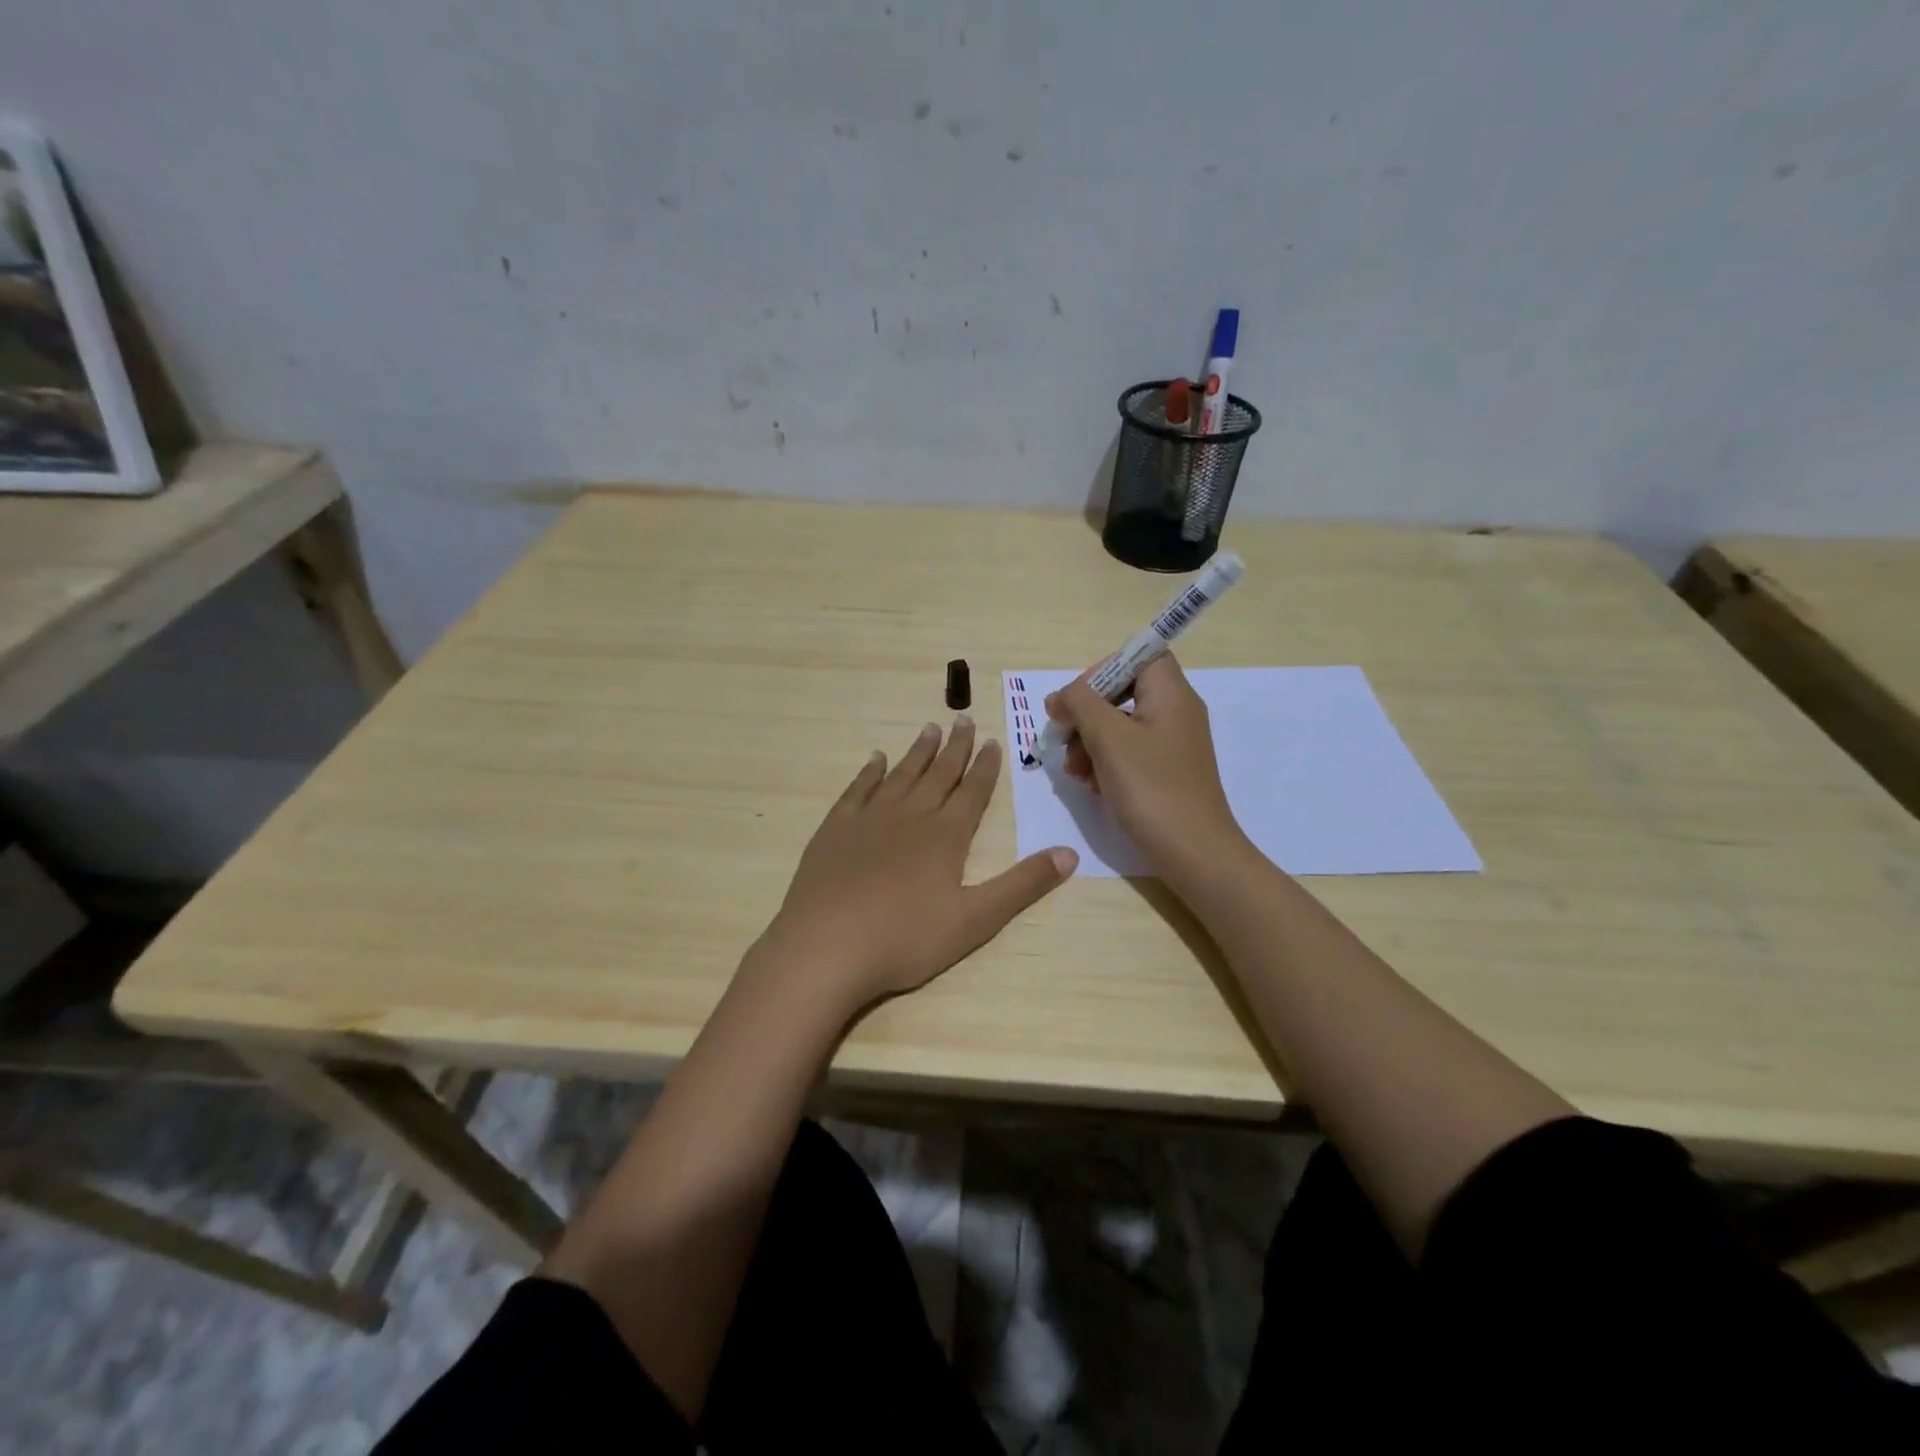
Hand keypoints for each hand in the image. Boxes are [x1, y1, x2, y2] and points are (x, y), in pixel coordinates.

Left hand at [756, 717, 1076, 1014]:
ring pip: (901, 775)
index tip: (991, 740)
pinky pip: (857, 790)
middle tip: (964, 719)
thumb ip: (1022, 885)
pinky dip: (869, 772)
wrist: (826, 947)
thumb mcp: (976, 919)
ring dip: (918, 752)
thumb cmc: (906, 938)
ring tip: (930, 729)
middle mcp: (910, 816)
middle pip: (938, 775)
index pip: (972, 792)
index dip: (984, 766)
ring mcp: (869, 819)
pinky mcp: (835, 830)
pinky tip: (875, 759)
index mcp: (946, 836)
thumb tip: (1069, 853)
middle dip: (955, 748)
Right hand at [1044, 655, 1245, 871]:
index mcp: (1171, 694)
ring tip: (1074, 772)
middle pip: (1122, 692)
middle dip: (1086, 715)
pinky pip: (1128, 754)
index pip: (1139, 656)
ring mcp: (1171, 745)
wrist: (1194, 853)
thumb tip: (1060, 697)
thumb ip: (1079, 703)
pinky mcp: (1165, 772)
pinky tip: (1091, 786)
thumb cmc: (1152, 787)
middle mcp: (1175, 712)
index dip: (1103, 669)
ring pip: (1119, 726)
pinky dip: (1104, 764)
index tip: (1077, 700)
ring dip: (1088, 743)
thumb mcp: (1108, 737)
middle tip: (1064, 740)